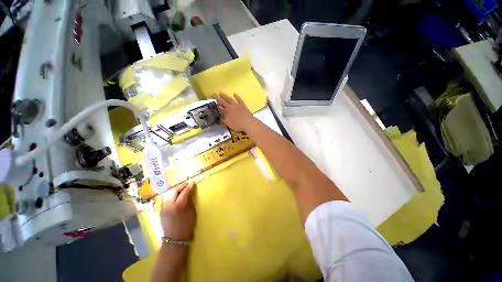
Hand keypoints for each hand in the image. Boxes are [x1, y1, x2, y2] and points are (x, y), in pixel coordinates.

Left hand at [160, 182, 195, 240]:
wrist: (175, 239)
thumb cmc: (187, 226)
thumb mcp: (191, 212)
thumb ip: (190, 201)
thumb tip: (190, 193)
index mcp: (179, 206)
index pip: (184, 192)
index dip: (189, 186)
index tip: (193, 183)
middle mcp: (169, 205)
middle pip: (173, 191)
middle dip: (180, 186)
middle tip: (187, 185)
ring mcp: (163, 208)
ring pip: (167, 194)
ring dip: (174, 190)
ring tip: (181, 189)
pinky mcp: (161, 211)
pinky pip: (165, 199)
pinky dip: (170, 195)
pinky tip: (175, 196)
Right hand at [214, 92, 253, 131]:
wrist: (248, 123)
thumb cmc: (237, 125)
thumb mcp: (228, 123)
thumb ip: (223, 118)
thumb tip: (218, 114)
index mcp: (226, 112)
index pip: (219, 106)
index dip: (214, 103)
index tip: (210, 99)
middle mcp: (230, 107)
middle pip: (223, 101)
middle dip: (217, 97)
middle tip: (213, 93)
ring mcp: (237, 105)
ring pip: (230, 99)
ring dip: (225, 96)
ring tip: (220, 92)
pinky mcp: (243, 105)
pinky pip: (239, 100)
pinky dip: (237, 96)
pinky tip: (234, 94)